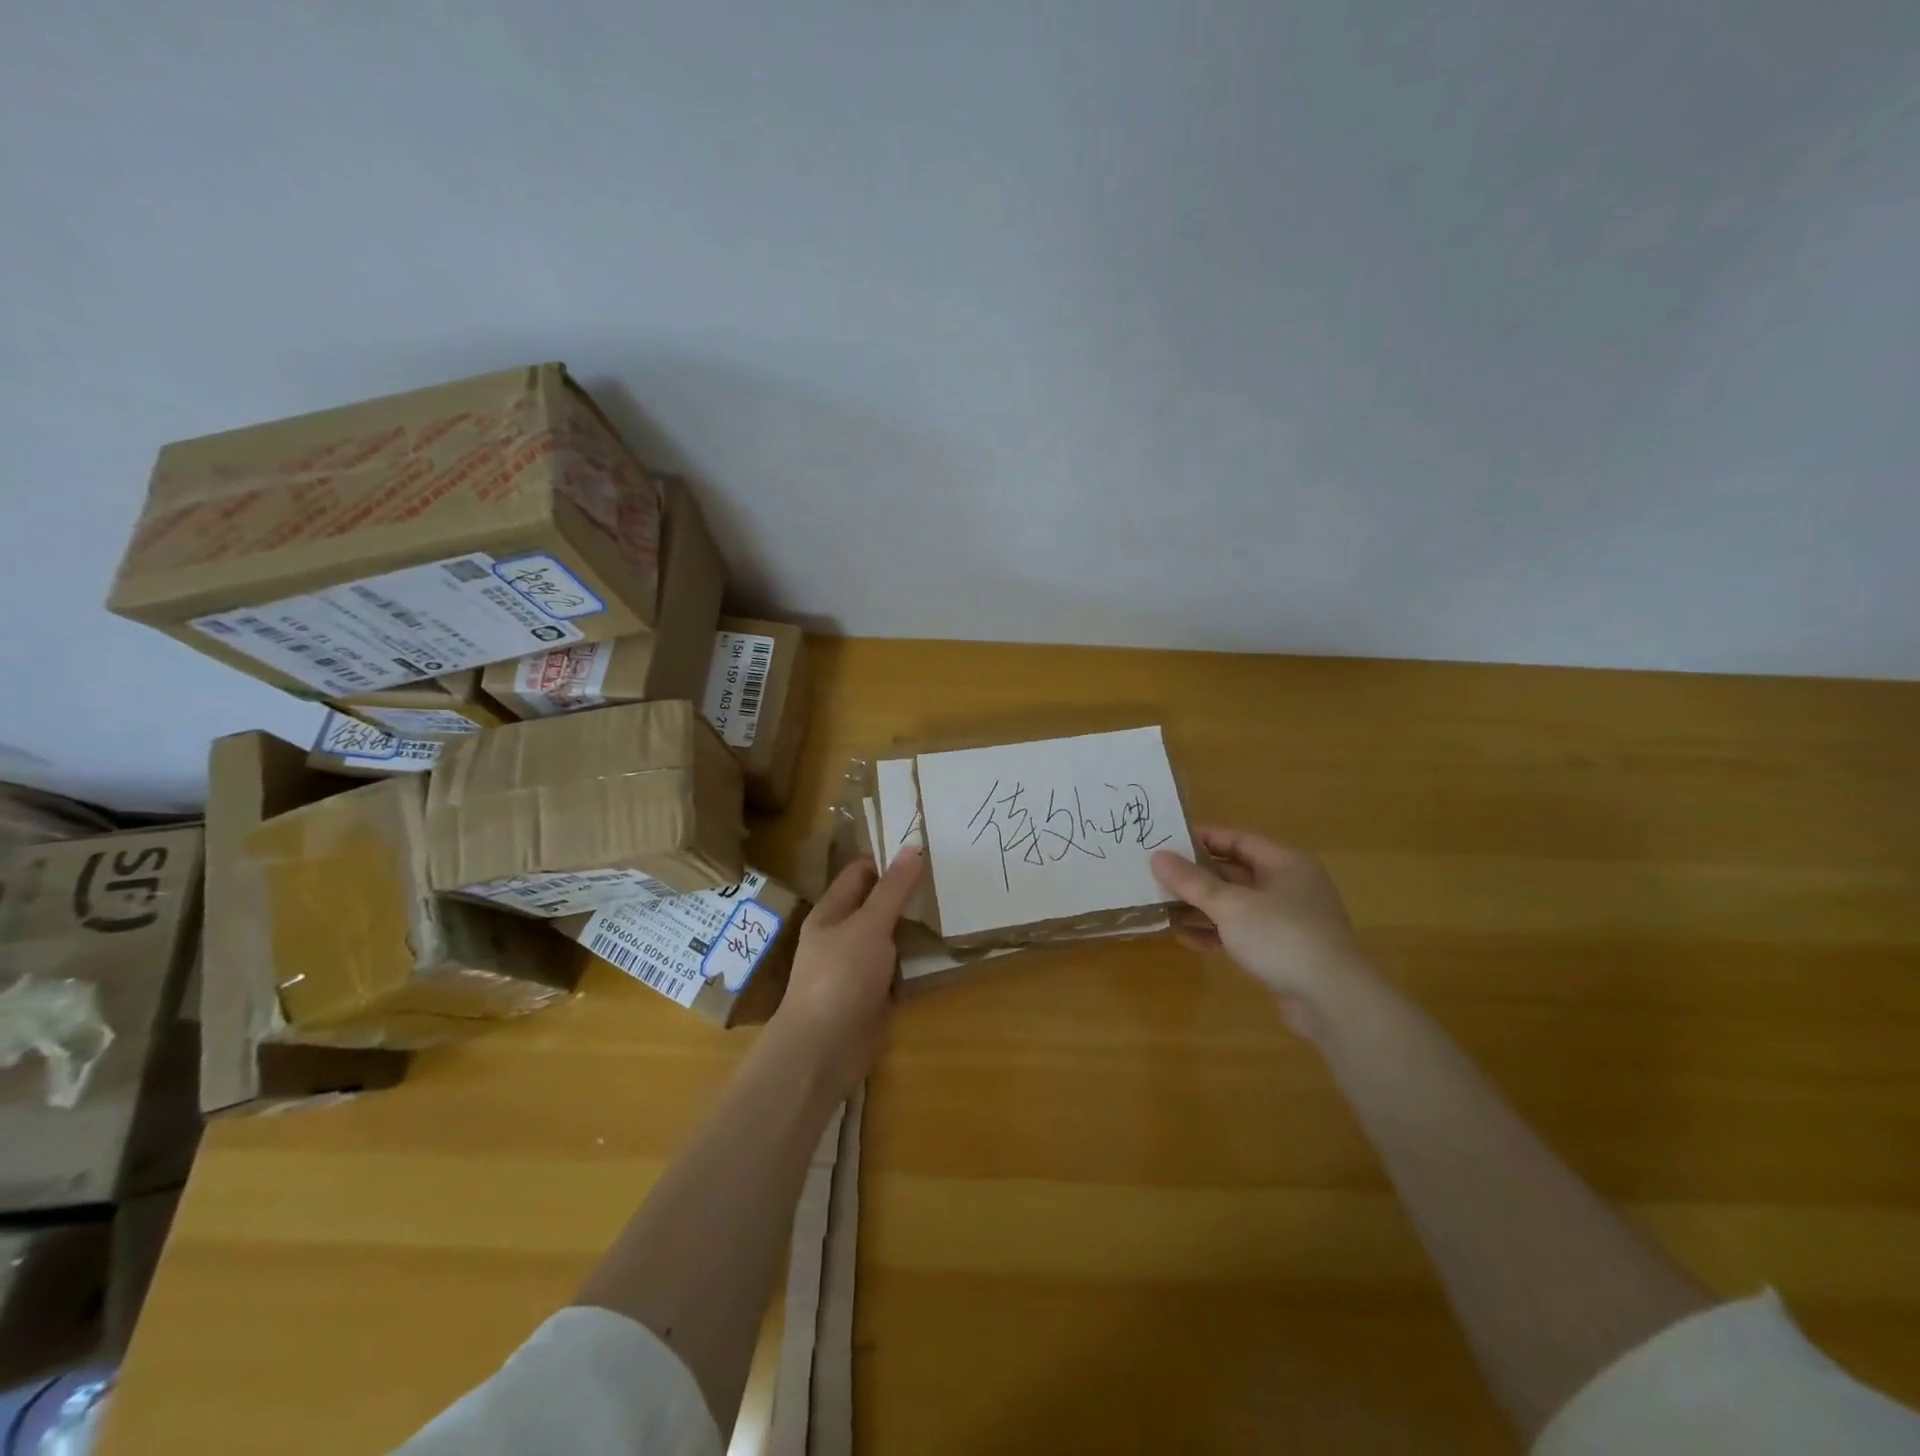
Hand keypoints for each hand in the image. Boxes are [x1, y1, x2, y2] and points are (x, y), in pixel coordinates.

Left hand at [771, 847, 925, 1096]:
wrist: (824, 1050)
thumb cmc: (840, 977)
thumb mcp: (869, 925)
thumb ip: (892, 889)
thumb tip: (912, 847)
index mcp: (832, 912)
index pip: (861, 872)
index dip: (889, 860)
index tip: (926, 851)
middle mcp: (843, 935)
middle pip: (879, 904)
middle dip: (909, 893)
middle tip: (948, 877)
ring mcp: (859, 967)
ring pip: (892, 937)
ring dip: (916, 928)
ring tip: (954, 907)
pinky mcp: (874, 994)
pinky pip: (899, 969)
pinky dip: (917, 962)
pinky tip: (944, 950)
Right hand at [1152, 827, 1369, 1027]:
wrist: (1332, 1001)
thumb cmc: (1282, 937)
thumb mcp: (1230, 904)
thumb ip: (1192, 881)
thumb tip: (1157, 857)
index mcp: (1286, 864)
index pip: (1239, 840)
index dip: (1203, 838)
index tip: (1167, 840)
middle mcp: (1289, 887)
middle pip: (1236, 872)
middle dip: (1198, 875)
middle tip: (1159, 874)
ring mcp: (1287, 921)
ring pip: (1236, 904)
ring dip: (1202, 906)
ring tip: (1164, 906)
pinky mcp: (1281, 951)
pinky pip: (1241, 932)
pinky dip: (1216, 932)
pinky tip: (1186, 938)